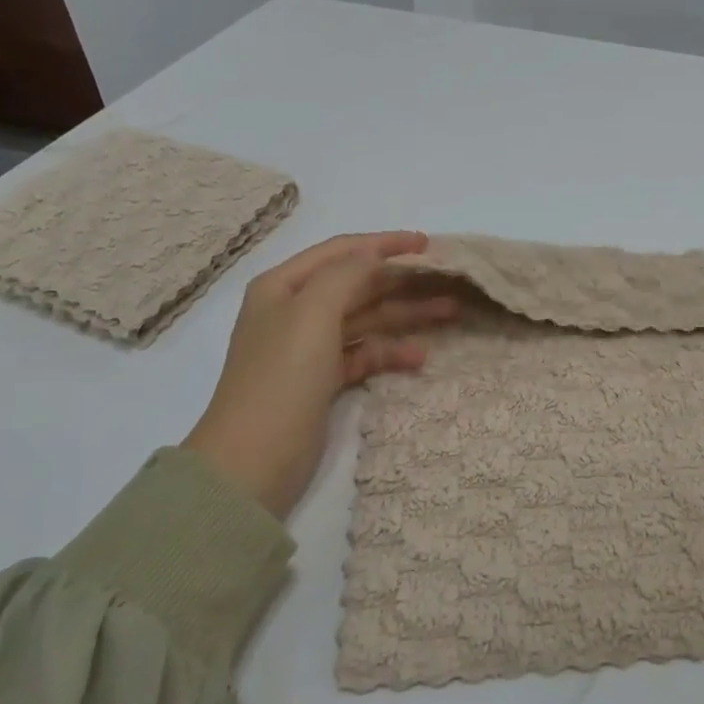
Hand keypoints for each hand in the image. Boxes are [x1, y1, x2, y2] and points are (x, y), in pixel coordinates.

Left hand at [183, 231, 457, 517]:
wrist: (252, 461)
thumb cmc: (281, 377)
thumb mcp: (312, 313)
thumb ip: (346, 275)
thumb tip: (373, 254)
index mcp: (283, 286)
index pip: (342, 251)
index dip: (385, 243)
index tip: (427, 243)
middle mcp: (295, 311)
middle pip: (358, 284)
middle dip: (403, 281)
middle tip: (449, 279)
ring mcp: (310, 348)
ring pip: (367, 319)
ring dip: (406, 315)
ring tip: (451, 312)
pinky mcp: (323, 381)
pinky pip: (364, 354)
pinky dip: (391, 353)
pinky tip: (420, 358)